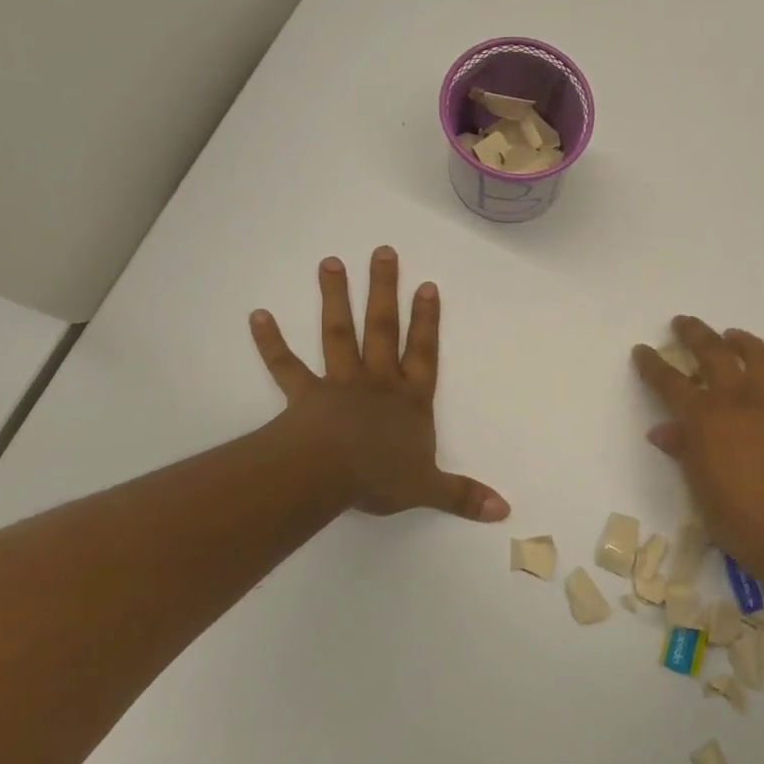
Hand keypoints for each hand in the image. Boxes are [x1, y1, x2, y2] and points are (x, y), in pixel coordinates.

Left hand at [250, 247, 508, 521]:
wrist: (329, 476)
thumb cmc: (381, 477)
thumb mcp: (429, 488)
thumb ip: (464, 496)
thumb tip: (505, 511)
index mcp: (410, 400)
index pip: (423, 352)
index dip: (427, 320)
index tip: (426, 285)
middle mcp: (378, 382)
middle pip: (383, 328)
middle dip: (384, 290)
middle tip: (382, 251)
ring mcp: (340, 384)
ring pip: (339, 333)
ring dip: (335, 298)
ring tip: (330, 262)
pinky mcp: (305, 395)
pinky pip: (286, 366)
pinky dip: (271, 343)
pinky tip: (257, 316)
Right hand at [632, 316, 763, 577]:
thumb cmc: (740, 521)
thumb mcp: (700, 489)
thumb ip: (684, 451)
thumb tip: (663, 431)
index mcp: (705, 420)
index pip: (671, 382)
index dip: (653, 364)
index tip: (642, 349)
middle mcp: (737, 401)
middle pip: (713, 352)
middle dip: (694, 333)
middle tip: (682, 322)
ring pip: (755, 355)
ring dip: (737, 339)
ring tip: (729, 335)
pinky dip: (759, 370)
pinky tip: (754, 385)